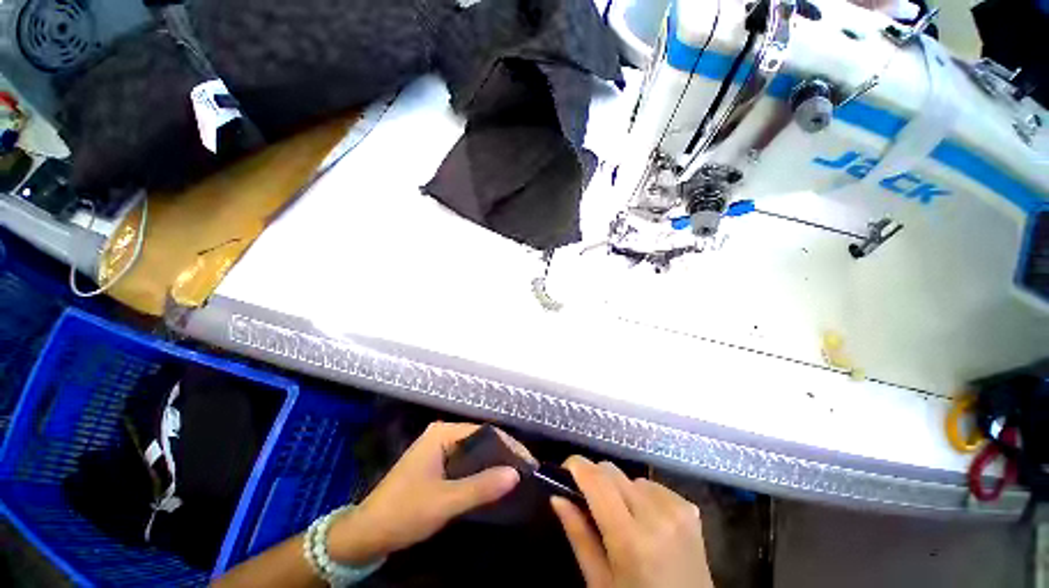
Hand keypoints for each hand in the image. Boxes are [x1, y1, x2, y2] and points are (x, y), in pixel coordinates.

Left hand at [327, 422, 524, 564]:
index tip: (528, 463)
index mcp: (442, 434)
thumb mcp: (445, 502)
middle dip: (502, 455)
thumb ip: (481, 487)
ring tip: (514, 478)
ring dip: (492, 465)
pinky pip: (465, 463)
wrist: (366, 534)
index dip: (508, 446)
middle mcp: (441, 435)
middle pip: (480, 440)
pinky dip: (479, 473)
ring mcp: (438, 449)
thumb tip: (516, 474)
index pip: (485, 431)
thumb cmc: (404, 512)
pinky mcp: (436, 465)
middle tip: (525, 472)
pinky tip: (492, 484)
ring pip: (473, 453)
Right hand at [552, 456, 713, 587]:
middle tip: (588, 499)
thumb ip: (578, 535)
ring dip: (620, 489)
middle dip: (595, 478)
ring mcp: (677, 510)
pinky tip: (646, 520)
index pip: (597, 481)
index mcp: (631, 539)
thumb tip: (556, 497)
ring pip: (631, 478)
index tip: (565, 467)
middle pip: (612, 472)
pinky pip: (653, 486)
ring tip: (622, 517)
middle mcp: (656, 516)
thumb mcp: (600, 582)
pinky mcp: (689, 509)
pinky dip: (642, 495)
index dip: (577, 466)